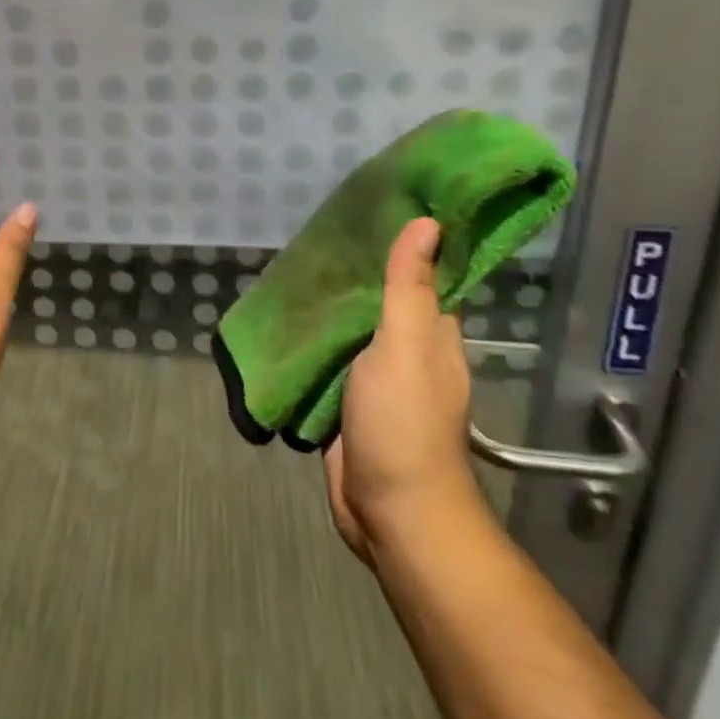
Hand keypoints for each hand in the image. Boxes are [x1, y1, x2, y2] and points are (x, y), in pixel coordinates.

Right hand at [324, 217, 482, 565]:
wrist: (388, 509)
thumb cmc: (403, 422)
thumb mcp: (406, 345)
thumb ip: (408, 288)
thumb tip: (428, 223)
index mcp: (433, 337)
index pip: (426, 279)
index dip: (409, 246)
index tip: (377, 209)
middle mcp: (409, 354)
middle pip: (383, 304)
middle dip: (356, 275)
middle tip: (317, 235)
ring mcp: (376, 382)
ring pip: (352, 333)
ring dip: (330, 308)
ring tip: (295, 269)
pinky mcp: (347, 404)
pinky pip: (329, 362)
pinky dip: (313, 342)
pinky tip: (286, 321)